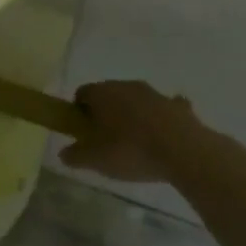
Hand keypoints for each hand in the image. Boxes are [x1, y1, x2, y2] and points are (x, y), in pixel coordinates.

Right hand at [60, 80, 201, 182]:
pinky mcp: (177, 106)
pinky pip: (164, 110)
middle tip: (107, 141)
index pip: (82, 93)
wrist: (182, 150)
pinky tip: (164, 140)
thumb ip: (76, 155)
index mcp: (101, 92)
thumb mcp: (96, 159)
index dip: (79, 112)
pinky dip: (161, 120)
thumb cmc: (130, 150)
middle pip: (109, 95)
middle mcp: (125, 85)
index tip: (84, 132)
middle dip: (106, 113)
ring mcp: (154, 94)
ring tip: (137, 144)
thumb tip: (63, 153)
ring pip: (136, 101)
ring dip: (133, 116)